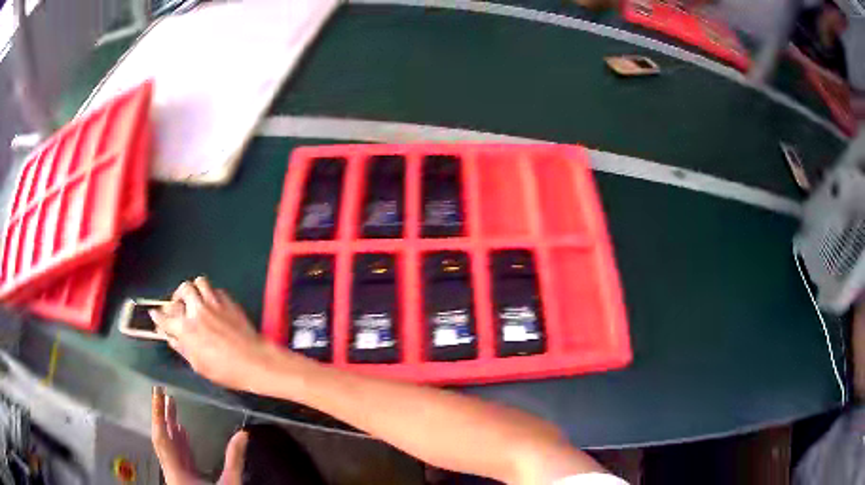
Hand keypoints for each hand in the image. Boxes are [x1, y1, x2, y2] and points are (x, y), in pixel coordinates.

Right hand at [149, 276, 279, 390]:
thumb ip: (182, 348)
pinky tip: (212, 305)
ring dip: (194, 290)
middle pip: (182, 291)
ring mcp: (213, 303)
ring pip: (199, 282)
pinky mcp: (228, 301)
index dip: (158, 315)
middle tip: (179, 306)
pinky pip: (215, 289)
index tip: (155, 314)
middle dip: (177, 297)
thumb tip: (172, 338)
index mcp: (186, 328)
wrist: (254, 361)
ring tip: (195, 299)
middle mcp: (197, 310)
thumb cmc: (226, 369)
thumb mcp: (198, 365)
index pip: (164, 317)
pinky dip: (211, 294)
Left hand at [152, 387, 246, 484]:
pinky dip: (176, 439)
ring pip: (167, 445)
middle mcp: (172, 469)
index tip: (159, 394)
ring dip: (167, 425)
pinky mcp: (182, 476)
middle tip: (163, 392)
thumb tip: (244, 434)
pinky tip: (180, 430)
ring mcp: (176, 473)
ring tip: (170, 405)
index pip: (162, 437)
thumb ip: (235, 459)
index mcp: (177, 470)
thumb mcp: (231, 483)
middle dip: (160, 415)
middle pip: (161, 438)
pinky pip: (175, 454)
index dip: (158, 414)